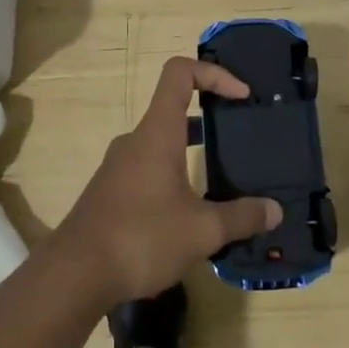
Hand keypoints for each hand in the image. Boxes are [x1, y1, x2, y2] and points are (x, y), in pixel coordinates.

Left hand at [54, 57, 281, 303]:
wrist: (74, 274)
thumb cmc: (141, 237)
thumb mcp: (202, 231)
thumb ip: (240, 217)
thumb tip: (274, 210)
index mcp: (157, 133)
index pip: (179, 73)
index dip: (214, 73)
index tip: (241, 96)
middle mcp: (136, 140)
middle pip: (174, 109)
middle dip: (210, 119)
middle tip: (239, 141)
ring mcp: (119, 166)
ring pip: (161, 143)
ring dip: (191, 152)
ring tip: (221, 182)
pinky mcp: (110, 191)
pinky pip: (148, 169)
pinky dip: (173, 176)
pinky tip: (188, 214)